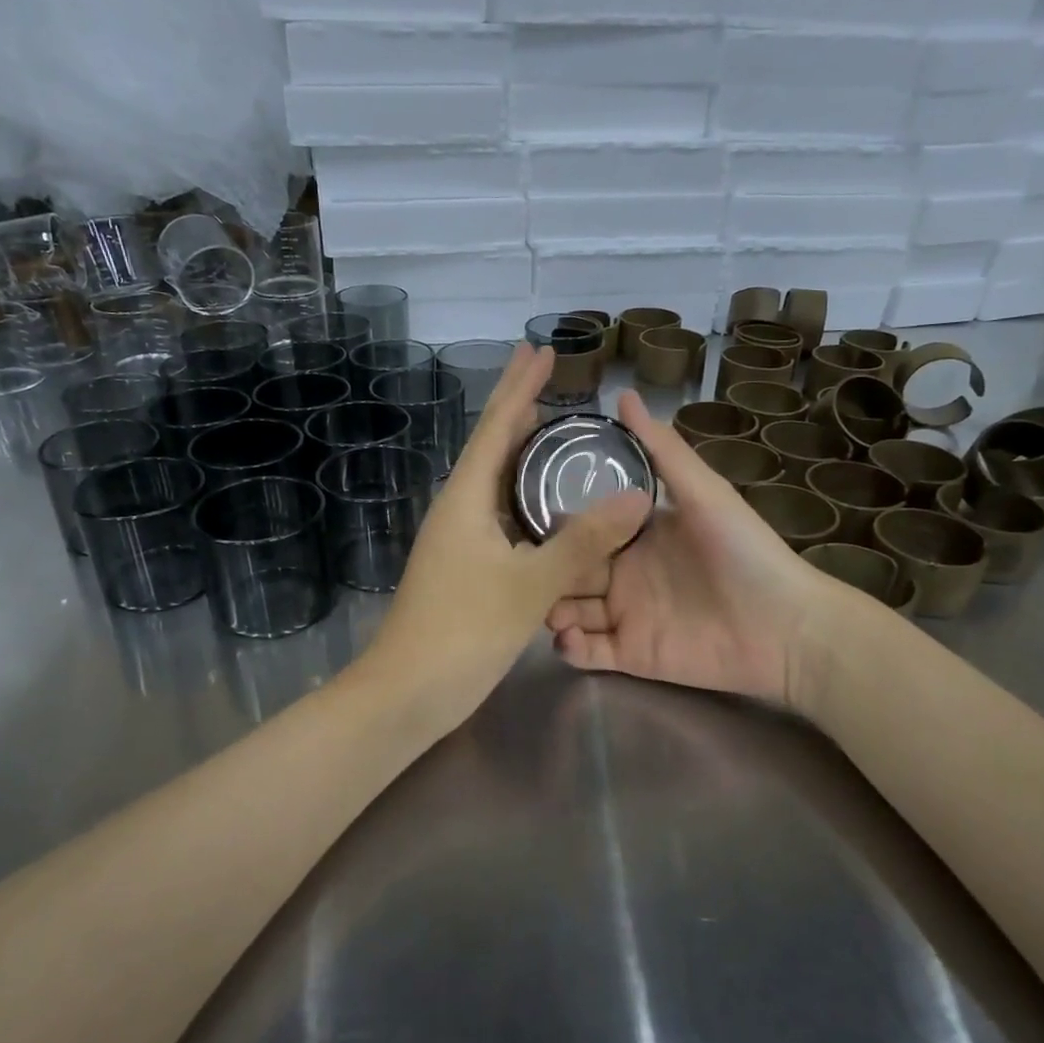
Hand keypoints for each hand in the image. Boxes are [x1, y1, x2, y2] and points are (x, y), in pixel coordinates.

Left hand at [356, 344, 653, 736]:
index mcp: (466, 498)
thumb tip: (637, 497)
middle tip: (546, 372)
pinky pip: (498, 513)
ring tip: (550, 426)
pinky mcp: (463, 564)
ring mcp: (457, 537)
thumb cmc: (462, 632)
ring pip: (494, 480)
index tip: (540, 350)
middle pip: (491, 444)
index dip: (520, 386)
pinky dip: (522, 495)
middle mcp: (457, 508)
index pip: (497, 427)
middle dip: (517, 406)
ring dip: (520, 450)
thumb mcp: (530, 585)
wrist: (407, 692)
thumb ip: (583, 541)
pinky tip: (543, 503)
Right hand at [547, 390, 855, 706]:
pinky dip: (570, 647)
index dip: (555, 523)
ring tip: (546, 608)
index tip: (522, 516)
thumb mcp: (704, 493)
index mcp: (636, 533)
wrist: (786, 627)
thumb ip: (662, 450)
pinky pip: (587, 652)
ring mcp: (624, 614)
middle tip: (527, 570)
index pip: (583, 525)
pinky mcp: (631, 655)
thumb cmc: (746, 552)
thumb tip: (623, 394)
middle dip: (546, 569)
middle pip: (568, 569)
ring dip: (551, 608)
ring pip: (568, 609)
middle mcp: (623, 572)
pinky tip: (567, 637)